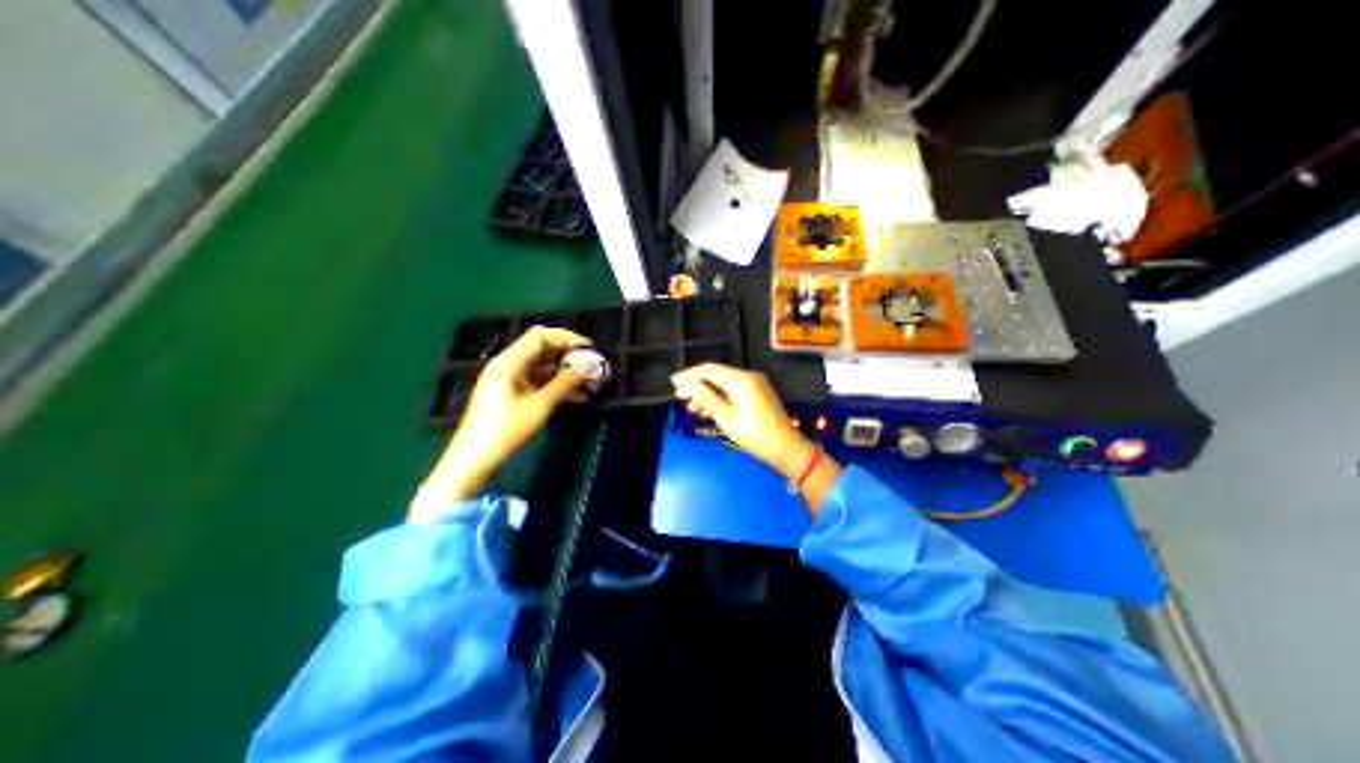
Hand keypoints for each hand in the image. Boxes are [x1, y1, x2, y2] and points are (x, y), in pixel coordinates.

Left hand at [424, 324, 589, 498]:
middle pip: (541, 349)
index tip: (590, 348)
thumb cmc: (506, 429)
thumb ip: (565, 383)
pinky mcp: (510, 394)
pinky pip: (537, 381)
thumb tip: (589, 366)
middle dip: (568, 355)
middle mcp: (507, 365)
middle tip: (592, 364)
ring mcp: (508, 379)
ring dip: (565, 372)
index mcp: (509, 362)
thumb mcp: (540, 406)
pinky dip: (555, 385)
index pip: (540, 336)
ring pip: (542, 367)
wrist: (476, 458)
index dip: (567, 338)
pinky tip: (576, 396)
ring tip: (589, 382)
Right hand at [667, 365, 805, 476]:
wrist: (785, 448)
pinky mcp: (757, 394)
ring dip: (707, 394)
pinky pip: (733, 390)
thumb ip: (706, 399)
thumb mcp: (726, 419)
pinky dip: (719, 398)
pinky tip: (709, 410)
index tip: (673, 383)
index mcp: (741, 380)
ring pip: (724, 384)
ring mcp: (755, 384)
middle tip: (680, 398)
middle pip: (717, 375)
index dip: (689, 375)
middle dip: (697, 385)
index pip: (709, 370)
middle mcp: (749, 376)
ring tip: (692, 408)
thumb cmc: (754, 435)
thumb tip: (688, 386)